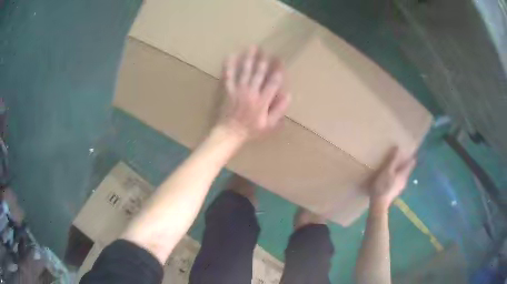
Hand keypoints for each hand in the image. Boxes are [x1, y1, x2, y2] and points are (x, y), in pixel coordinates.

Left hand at [217, 46, 290, 140]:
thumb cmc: (251, 130)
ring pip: (245, 71)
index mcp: (263, 101)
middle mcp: (251, 92)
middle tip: (267, 49)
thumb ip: (279, 109)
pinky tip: (230, 55)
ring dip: (249, 58)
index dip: (277, 70)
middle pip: (259, 73)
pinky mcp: (227, 90)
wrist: (230, 133)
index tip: (280, 60)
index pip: (272, 82)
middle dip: (264, 60)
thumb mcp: (269, 124)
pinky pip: (228, 75)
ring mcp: (238, 90)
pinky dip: (229, 65)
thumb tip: (288, 95)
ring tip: (252, 47)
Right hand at [369, 147, 415, 209]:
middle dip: (405, 163)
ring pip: (402, 176)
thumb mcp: (386, 171)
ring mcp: (400, 187)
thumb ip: (393, 160)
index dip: (411, 157)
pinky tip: (389, 178)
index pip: (411, 163)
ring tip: (394, 166)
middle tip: (401, 157)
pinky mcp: (394, 192)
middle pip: (407, 170)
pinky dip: (396, 177)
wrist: (379, 204)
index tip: (411, 151)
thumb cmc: (383, 186)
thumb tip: (398, 147)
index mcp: (403, 174)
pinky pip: (397, 181)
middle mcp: (404, 180)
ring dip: (400, 170)